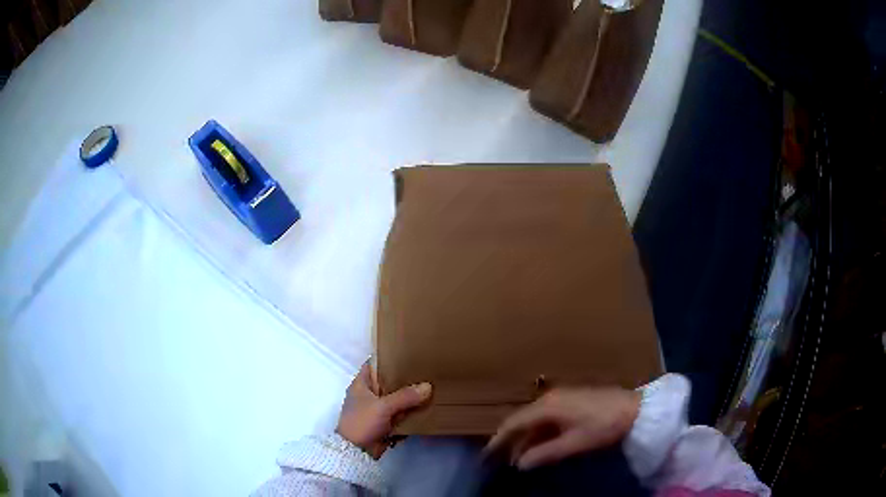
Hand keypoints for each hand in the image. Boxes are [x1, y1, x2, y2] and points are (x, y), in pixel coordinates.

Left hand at [336, 361, 431, 458]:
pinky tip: (426, 408)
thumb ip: (405, 396)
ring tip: (431, 387)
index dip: (388, 357)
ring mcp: (376, 410)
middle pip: (388, 382)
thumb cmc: (362, 422)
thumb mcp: (383, 407)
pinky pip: (399, 414)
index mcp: (361, 384)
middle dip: (405, 379)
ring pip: (396, 399)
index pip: (374, 364)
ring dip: (409, 398)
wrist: (356, 451)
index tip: (407, 353)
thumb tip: (428, 386)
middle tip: (425, 370)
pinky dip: (409, 412)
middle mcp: (368, 394)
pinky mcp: (384, 423)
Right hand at [486, 386, 640, 470]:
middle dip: (509, 440)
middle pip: (522, 420)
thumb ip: (544, 454)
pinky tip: (539, 446)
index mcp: (548, 406)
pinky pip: (546, 418)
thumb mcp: (573, 443)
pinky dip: (538, 433)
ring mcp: (562, 398)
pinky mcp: (571, 401)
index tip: (486, 455)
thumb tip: (519, 464)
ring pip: (534, 420)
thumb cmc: (602, 426)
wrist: (634, 409)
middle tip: (498, 459)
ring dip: (525, 438)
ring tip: (517, 458)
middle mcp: (550, 398)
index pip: (514, 423)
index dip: (498, 439)